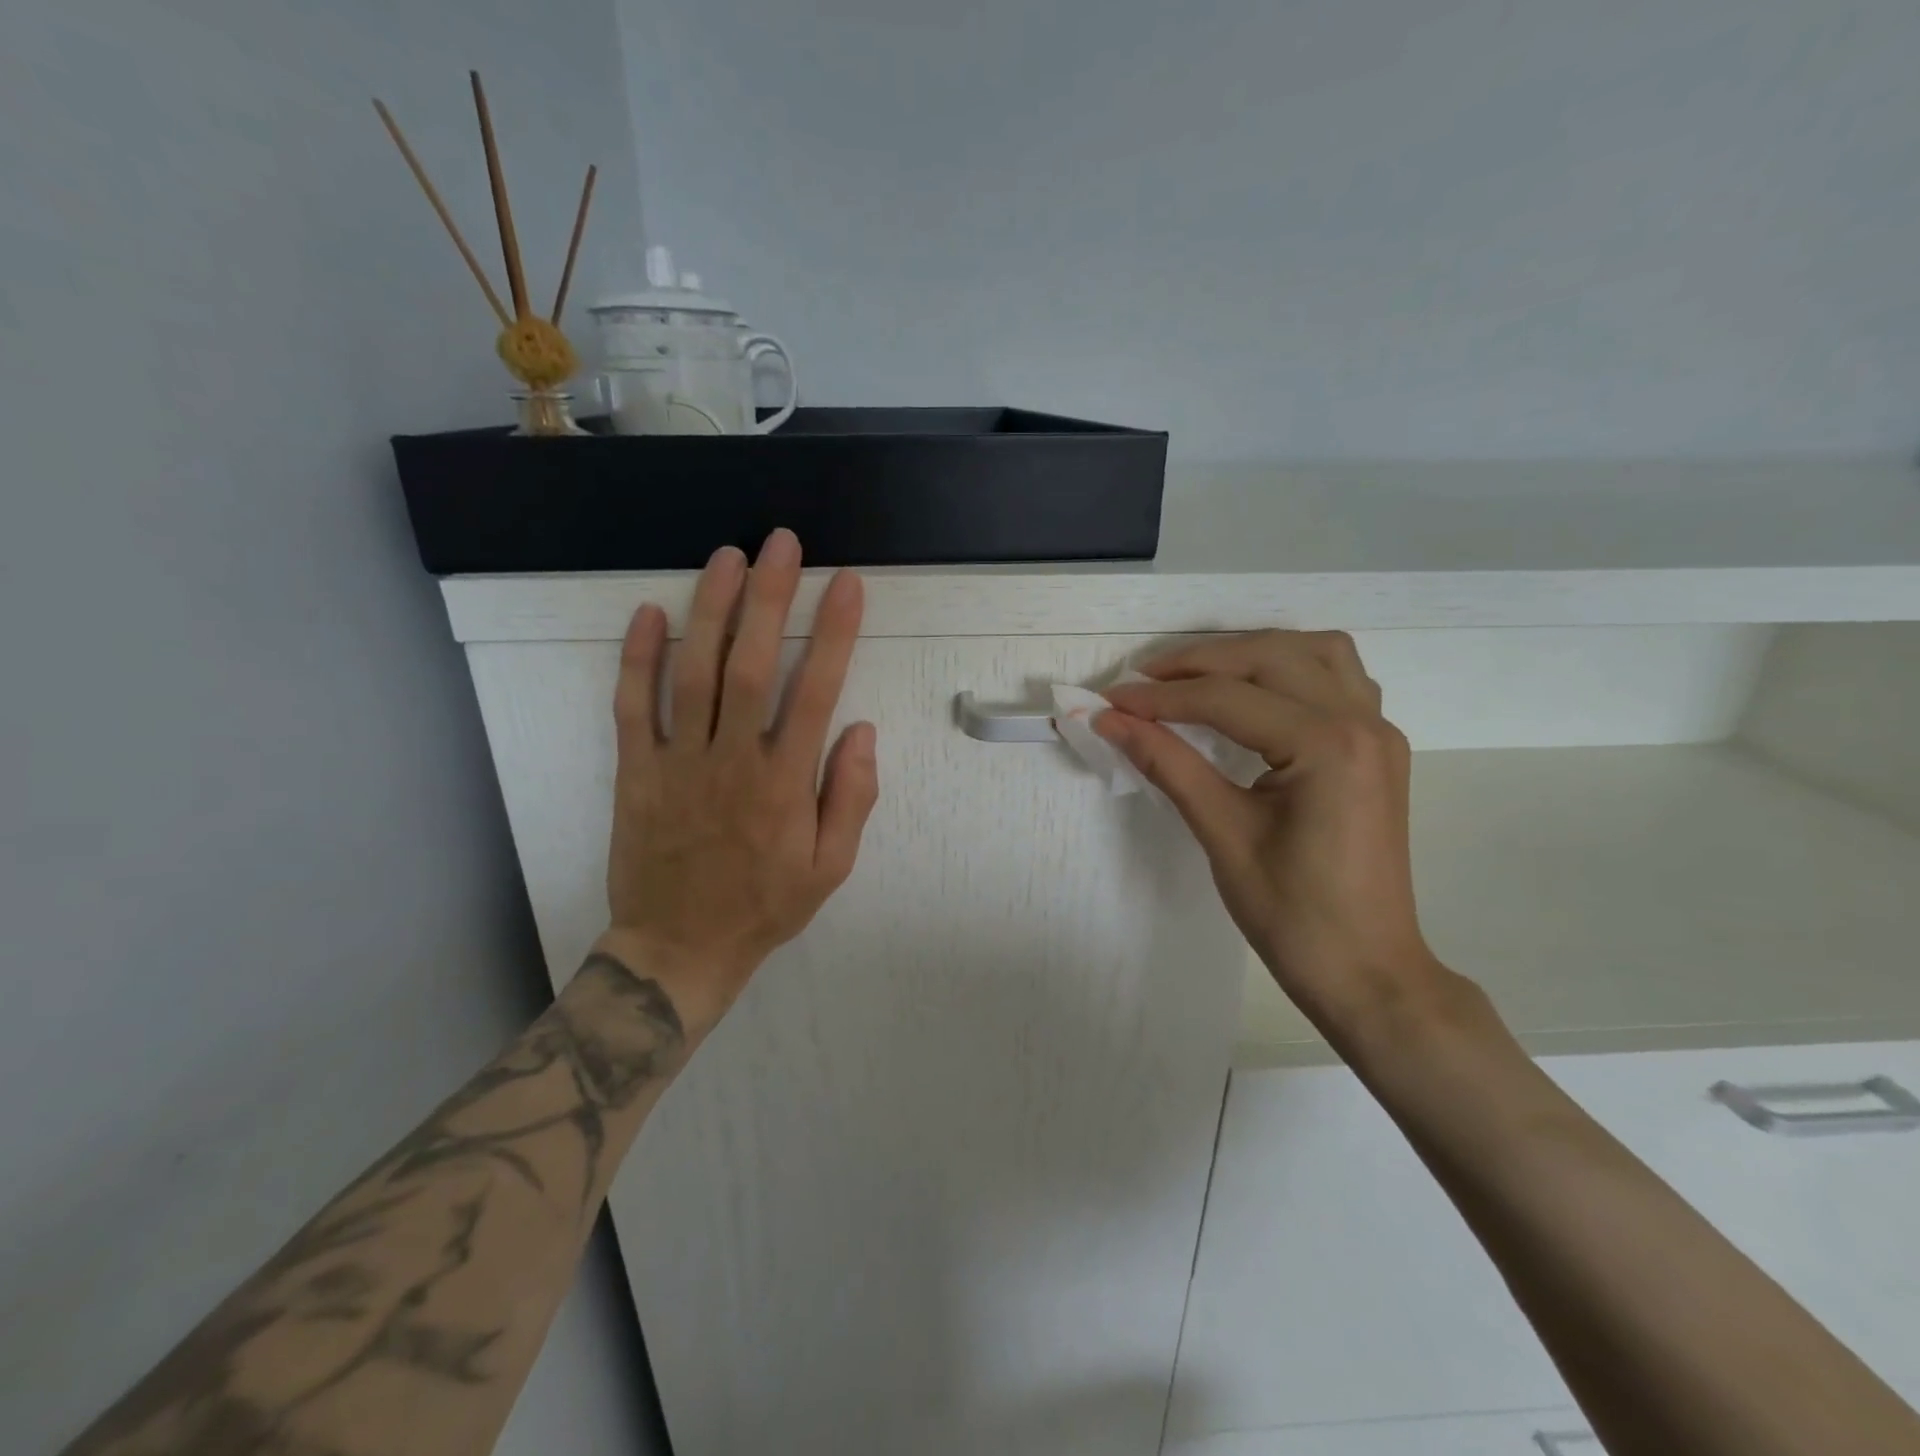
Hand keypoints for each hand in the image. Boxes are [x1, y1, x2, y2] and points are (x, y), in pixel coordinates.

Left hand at [596, 530, 878, 1034]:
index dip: (833, 633)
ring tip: (728, 557)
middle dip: (769, 598)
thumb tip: (860, 730)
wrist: (679, 949)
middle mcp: (731, 761)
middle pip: (749, 665)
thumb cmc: (765, 906)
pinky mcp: (636, 772)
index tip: (846, 585)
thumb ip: (851, 797)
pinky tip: (651, 613)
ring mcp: (677, 763)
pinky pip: (632, 708)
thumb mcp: (831, 867)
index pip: (814, 691)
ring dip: (711, 610)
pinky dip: (638, 659)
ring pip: (691, 673)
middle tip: (781, 543)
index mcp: (784, 783)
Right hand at [1097, 631, 1444, 1034]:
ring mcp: (1379, 731)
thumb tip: (1110, 721)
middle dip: (1200, 662)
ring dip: (1252, 652)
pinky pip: (1339, 677)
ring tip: (1197, 676)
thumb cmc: (1292, 915)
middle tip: (1143, 681)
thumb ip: (1168, 764)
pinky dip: (1291, 668)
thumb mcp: (1222, 834)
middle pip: (1270, 657)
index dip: (1161, 698)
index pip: (1228, 699)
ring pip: (1315, 651)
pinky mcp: (1378, 747)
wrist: (1367, 971)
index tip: (1110, 701)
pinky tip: (1257, 691)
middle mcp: (1362, 722)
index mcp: (1327, 746)